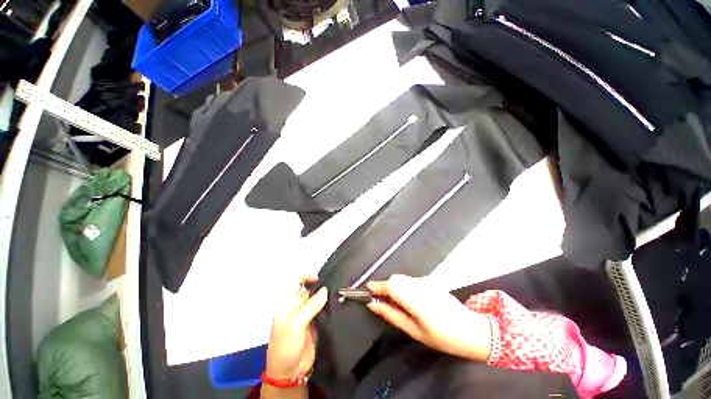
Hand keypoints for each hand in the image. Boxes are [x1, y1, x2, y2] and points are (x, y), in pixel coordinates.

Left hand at [265, 275, 327, 379]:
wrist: (290, 372)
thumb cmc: (286, 346)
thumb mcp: (296, 325)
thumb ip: (311, 306)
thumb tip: (325, 290)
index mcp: (287, 303)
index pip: (295, 282)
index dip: (305, 276)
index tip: (318, 278)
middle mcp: (297, 305)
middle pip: (308, 288)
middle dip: (318, 284)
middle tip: (332, 282)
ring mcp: (307, 313)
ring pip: (317, 297)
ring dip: (325, 293)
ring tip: (337, 289)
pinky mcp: (315, 322)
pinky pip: (322, 308)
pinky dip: (329, 303)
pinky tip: (337, 300)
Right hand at [366, 274, 490, 361]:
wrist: (472, 330)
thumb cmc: (443, 337)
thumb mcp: (414, 331)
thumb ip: (392, 315)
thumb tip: (373, 305)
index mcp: (417, 301)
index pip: (391, 285)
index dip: (377, 285)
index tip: (367, 290)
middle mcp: (421, 286)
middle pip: (395, 279)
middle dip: (385, 287)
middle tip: (380, 301)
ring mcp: (426, 281)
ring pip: (402, 278)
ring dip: (394, 287)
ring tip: (395, 302)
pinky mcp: (430, 280)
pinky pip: (410, 280)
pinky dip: (403, 286)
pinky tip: (408, 299)